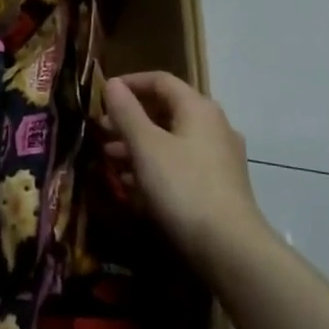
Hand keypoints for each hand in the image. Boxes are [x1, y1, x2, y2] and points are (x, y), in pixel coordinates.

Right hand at [101, 72, 269, 270]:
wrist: (228, 247)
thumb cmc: (182, 186)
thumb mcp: (146, 146)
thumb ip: (126, 112)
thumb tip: (112, 83)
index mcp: (198, 109)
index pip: (161, 81)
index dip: (129, 83)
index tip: (101, 95)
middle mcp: (213, 126)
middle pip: (165, 111)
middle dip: (129, 119)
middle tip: (99, 131)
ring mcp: (218, 157)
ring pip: (171, 140)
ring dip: (138, 144)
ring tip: (108, 158)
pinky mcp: (217, 185)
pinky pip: (179, 164)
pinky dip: (154, 166)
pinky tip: (132, 184)